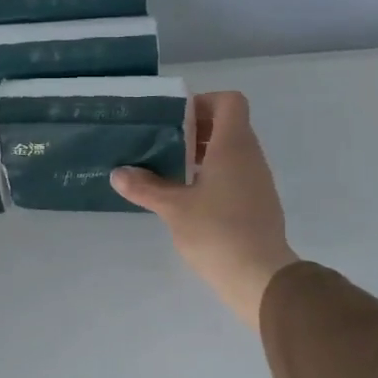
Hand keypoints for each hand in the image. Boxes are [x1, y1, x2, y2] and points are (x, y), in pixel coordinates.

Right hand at [111, 91, 298, 328]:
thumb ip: (145, 187)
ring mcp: (258, 181)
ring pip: (232, 152)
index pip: (229, 101)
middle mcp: (251, 156)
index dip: (203, 102)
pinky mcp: (258, 204)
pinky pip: (236, 175)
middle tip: (164, 144)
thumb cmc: (216, 232)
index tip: (175, 121)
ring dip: (203, 154)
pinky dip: (214, 176)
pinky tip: (190, 199)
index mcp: (233, 145)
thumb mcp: (173, 208)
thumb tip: (118, 173)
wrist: (259, 276)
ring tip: (171, 171)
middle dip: (196, 130)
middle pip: (229, 125)